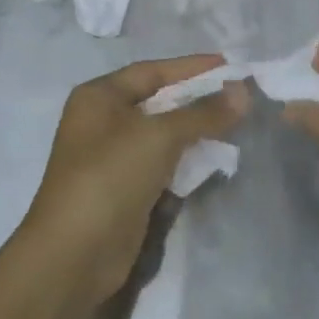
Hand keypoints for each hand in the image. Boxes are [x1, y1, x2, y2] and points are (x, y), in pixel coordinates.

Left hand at [25, 55, 247, 301]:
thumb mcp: (159, 136)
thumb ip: (203, 112)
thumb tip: (243, 91)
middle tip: (240, 96)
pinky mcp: (125, 188)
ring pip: (162, 134)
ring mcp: (112, 157)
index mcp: (99, 97)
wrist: (75, 253)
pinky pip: (161, 163)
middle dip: (197, 99)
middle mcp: (102, 121)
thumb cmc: (111, 176)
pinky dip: (186, 159)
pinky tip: (214, 158)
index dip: (191, 67)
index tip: (231, 65)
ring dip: (195, 130)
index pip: (152, 71)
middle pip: (158, 101)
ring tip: (236, 124)